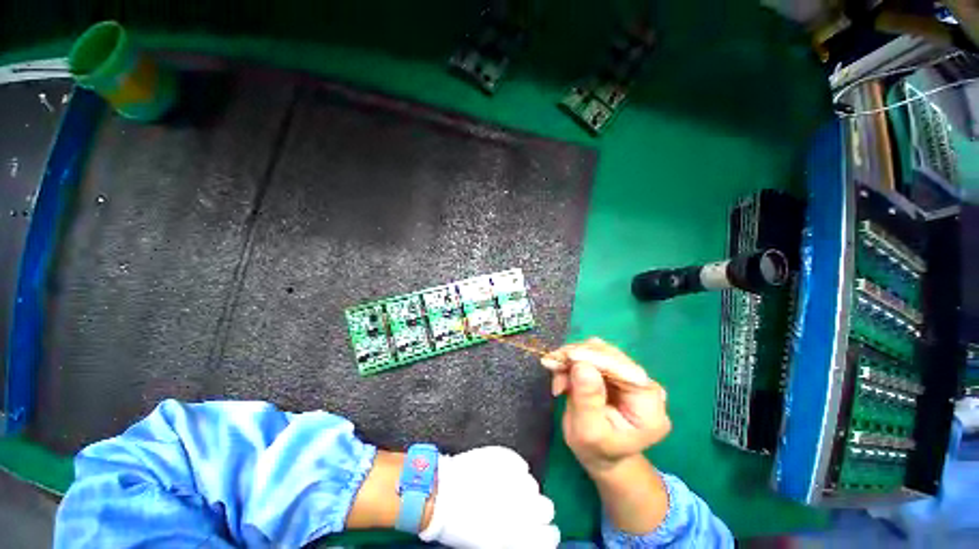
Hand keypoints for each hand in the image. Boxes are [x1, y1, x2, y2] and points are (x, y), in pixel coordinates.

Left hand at [419, 446, 559, 548]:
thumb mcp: (492, 543)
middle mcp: (523, 509)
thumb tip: (529, 534)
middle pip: (547, 508)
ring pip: (533, 484)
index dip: (545, 533)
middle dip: (537, 508)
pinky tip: (502, 473)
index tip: (539, 529)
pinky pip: (519, 464)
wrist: (440, 494)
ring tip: (505, 488)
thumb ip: (517, 539)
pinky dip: (513, 468)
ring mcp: (514, 481)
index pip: (550, 538)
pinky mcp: (506, 458)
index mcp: (520, 537)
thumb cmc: (459, 527)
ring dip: (522, 487)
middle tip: (521, 507)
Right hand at [541, 338, 669, 474]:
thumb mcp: (588, 432)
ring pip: (597, 350)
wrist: (600, 453)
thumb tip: (581, 365)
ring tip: (555, 373)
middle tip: (551, 363)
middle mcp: (643, 385)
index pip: (624, 370)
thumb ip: (587, 400)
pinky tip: (560, 374)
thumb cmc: (596, 450)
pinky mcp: (613, 369)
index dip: (596, 358)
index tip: (568, 356)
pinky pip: (590, 354)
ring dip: (571, 357)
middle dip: (578, 356)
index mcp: (649, 406)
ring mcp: (628, 374)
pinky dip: (571, 360)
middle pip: (609, 355)